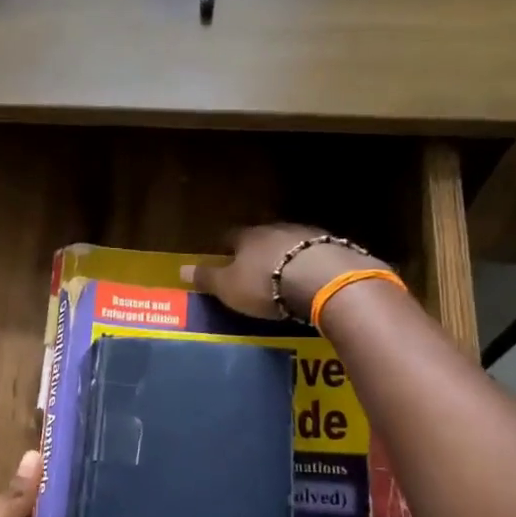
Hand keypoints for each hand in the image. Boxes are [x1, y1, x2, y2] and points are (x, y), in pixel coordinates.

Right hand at [181, 224, 391, 320]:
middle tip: (254, 266)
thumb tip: (180, 268)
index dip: (225, 246)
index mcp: (248, 236)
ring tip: (285, 274)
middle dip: (258, 250)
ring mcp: (309, 235)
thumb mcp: (229, 287)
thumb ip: (207, 278)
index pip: (230, 236)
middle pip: (263, 237)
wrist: (324, 280)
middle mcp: (277, 229)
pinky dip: (311, 264)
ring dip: (287, 255)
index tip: (222, 254)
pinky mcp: (335, 248)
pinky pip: (316, 254)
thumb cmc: (266, 284)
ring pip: (291, 242)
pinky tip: (312, 278)